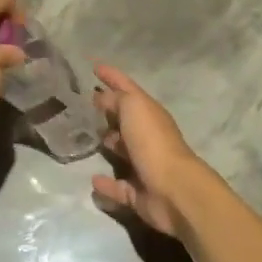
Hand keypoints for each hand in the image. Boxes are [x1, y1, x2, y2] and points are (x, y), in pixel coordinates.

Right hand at [89, 63, 204, 236]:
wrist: (174, 190)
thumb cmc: (152, 141)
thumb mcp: (133, 107)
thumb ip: (116, 98)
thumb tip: (102, 98)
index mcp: (149, 112)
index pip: (127, 88)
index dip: (112, 76)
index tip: (94, 67)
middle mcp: (148, 136)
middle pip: (126, 119)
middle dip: (109, 111)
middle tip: (86, 105)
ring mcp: (144, 165)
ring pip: (123, 151)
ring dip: (109, 144)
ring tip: (87, 138)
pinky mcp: (139, 193)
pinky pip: (119, 187)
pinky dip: (107, 184)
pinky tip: (93, 180)